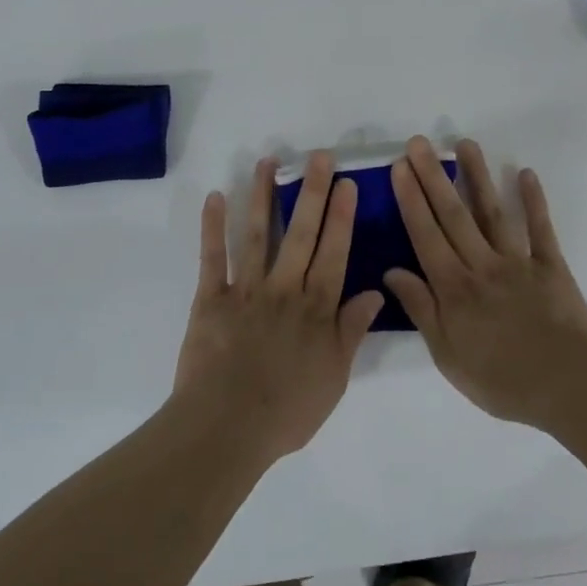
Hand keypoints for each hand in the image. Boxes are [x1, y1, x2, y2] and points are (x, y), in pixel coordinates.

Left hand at [173, 153, 384, 465]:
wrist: (227, 427)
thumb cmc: (287, 410)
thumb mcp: (334, 378)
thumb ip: (352, 331)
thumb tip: (376, 292)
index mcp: (316, 309)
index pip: (334, 254)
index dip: (341, 218)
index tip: (347, 184)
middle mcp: (284, 290)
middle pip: (301, 234)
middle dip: (312, 193)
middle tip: (319, 157)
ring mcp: (246, 291)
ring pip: (256, 234)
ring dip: (261, 196)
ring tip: (267, 162)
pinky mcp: (210, 299)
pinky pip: (212, 258)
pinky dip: (212, 227)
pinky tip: (215, 197)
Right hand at [388, 137, 586, 430]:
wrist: (567, 386)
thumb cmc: (501, 379)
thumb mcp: (447, 354)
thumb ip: (421, 309)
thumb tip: (391, 272)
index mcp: (453, 287)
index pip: (425, 235)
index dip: (411, 199)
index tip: (400, 167)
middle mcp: (481, 264)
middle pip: (453, 215)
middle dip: (433, 177)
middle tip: (420, 142)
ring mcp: (518, 261)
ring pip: (492, 212)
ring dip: (477, 176)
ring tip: (464, 144)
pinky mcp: (551, 266)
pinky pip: (540, 229)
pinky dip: (533, 201)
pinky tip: (525, 173)